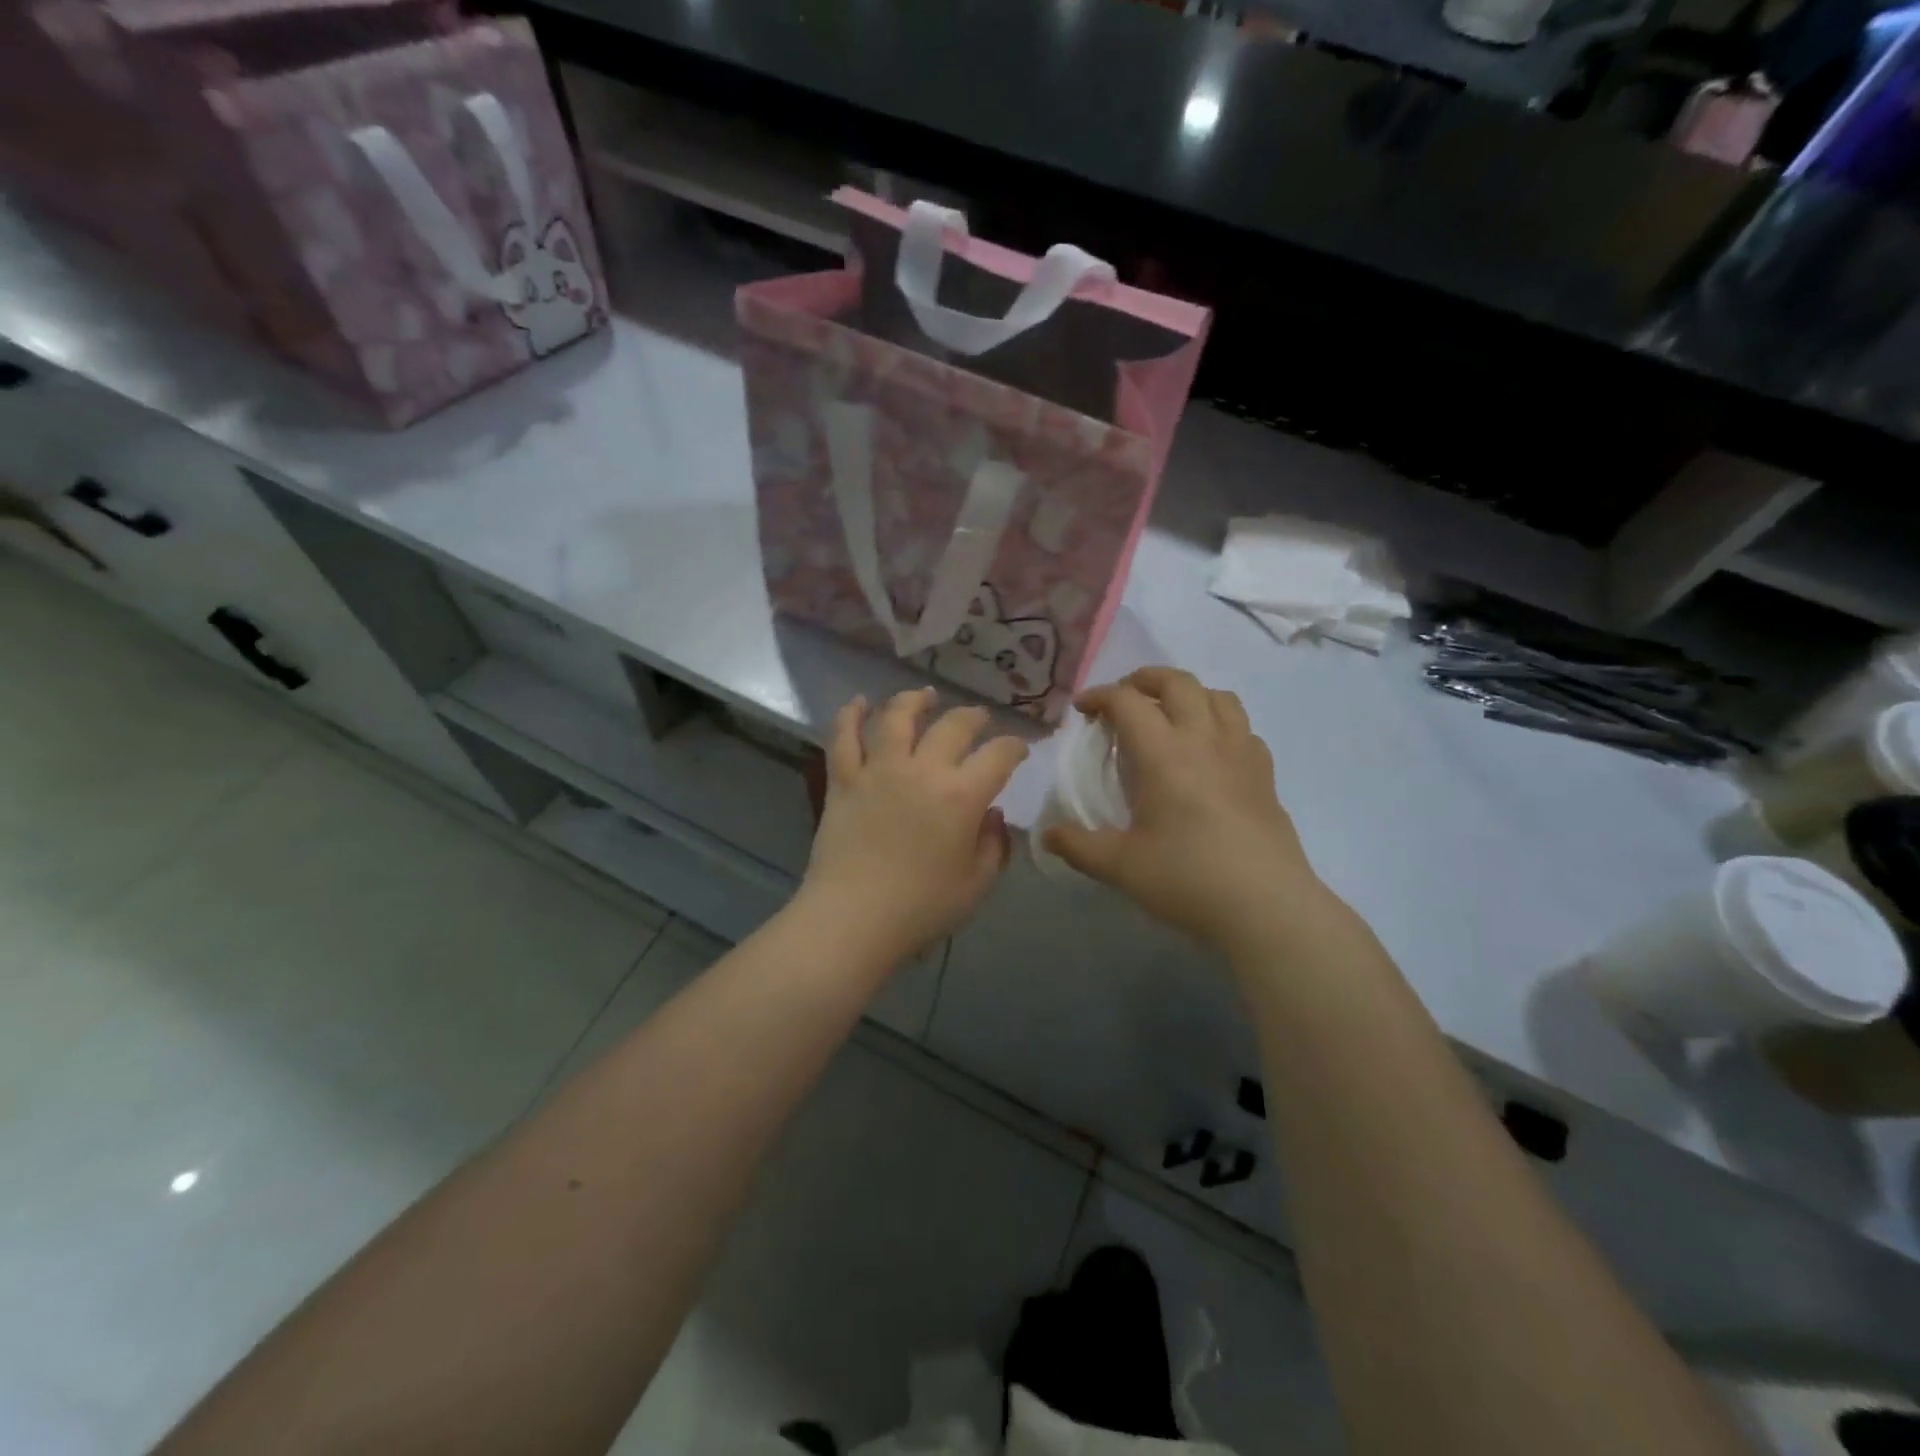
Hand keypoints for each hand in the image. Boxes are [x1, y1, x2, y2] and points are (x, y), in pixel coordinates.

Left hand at [800, 688, 1028, 964]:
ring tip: (924, 696)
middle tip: (978, 718)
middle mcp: (923, 770)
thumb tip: (992, 816)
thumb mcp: (976, 885)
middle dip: (972, 717)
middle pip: (952, 725)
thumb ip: (993, 846)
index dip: (1015, 747)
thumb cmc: (921, 908)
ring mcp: (879, 770)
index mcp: (962, 795)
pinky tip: (858, 703)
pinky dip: (850, 715)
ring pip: (897, 718)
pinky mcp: (844, 780)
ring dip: (914, 701)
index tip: (1019, 749)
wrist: (853, 919)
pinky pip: (843, 737)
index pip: (999, 755)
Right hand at [1042, 668, 1322, 957]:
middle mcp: (1204, 739)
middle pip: (1177, 682)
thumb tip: (1047, 836)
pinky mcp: (1265, 773)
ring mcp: (1241, 752)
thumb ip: (1078, 846)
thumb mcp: (1121, 866)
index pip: (1127, 702)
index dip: (1099, 696)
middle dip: (1144, 680)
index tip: (1082, 710)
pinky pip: (1242, 727)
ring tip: (1169, 715)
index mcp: (1164, 754)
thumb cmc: (1188, 879)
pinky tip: (1209, 751)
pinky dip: (1219, 723)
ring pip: (1217, 695)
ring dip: (1187, 693)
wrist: (1267, 906)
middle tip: (1123, 700)